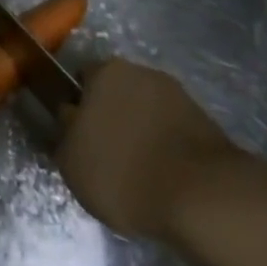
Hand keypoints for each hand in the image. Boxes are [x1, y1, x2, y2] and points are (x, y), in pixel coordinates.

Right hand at [57, 58, 244, 241]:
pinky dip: (163, 143)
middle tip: (105, 154)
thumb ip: (65, 132)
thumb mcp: (71, 161)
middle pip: (115, 92)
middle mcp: (141, 71)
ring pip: (144, 109)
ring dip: (138, 129)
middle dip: (109, 116)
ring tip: (136, 169)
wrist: (200, 194)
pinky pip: (169, 127)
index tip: (77, 137)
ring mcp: (175, 93)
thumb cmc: (123, 173)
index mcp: (105, 72)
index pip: (81, 81)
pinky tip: (161, 173)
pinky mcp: (201, 118)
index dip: (77, 108)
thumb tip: (70, 116)